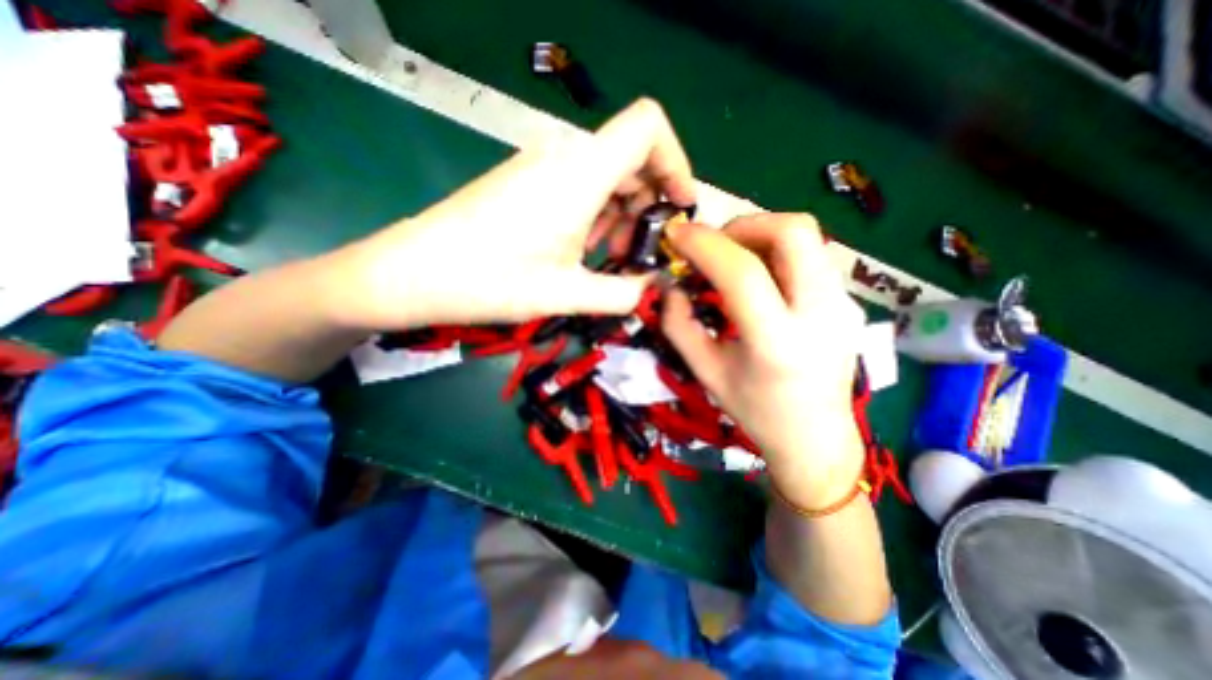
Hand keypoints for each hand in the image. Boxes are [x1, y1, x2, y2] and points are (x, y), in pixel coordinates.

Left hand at [329, 99, 696, 331]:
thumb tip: (652, 292)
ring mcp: (541, 165)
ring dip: (621, 212)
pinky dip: (596, 212)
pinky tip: (583, 247)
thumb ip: (622, 294)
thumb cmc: (490, 280)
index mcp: (580, 172)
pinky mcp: (526, 179)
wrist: (413, 273)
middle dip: (649, 201)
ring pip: (605, 172)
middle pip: (631, 155)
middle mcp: (564, 156)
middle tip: (641, 250)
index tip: (680, 207)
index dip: (676, 161)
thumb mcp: (566, 294)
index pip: (648, 127)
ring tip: (609, 256)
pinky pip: (579, 183)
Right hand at [658, 213, 866, 505]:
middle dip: (743, 225)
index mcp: (777, 342)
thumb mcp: (706, 372)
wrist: (817, 438)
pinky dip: (776, 250)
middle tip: (714, 246)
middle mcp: (820, 314)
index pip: (742, 272)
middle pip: (793, 231)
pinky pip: (810, 254)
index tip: (677, 234)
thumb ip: (679, 326)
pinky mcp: (847, 300)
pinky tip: (758, 277)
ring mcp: (842, 303)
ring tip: (732, 259)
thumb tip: (670, 286)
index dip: (704, 244)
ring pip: (806, 235)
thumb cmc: (756, 412)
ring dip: (760, 234)